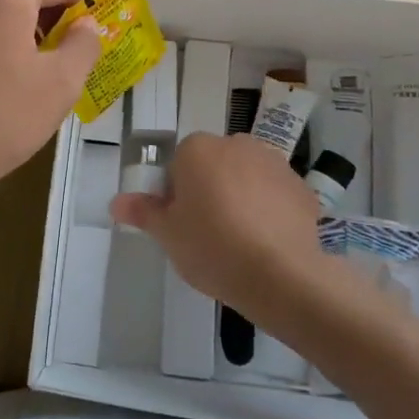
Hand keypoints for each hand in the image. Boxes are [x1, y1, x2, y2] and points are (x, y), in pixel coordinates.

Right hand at [110, 132, 344, 328]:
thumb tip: (116, 202)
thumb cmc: (213, 248)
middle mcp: (236, 143)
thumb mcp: (168, 235)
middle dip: (211, 190)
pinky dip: (272, 211)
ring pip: (247, 176)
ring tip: (242, 241)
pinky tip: (269, 244)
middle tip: (208, 233)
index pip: (179, 162)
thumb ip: (142, 212)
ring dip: (243, 197)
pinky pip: (276, 194)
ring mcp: (274, 162)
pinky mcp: (302, 186)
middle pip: (214, 164)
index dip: (178, 193)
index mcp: (198, 148)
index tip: (182, 223)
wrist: (282, 275)